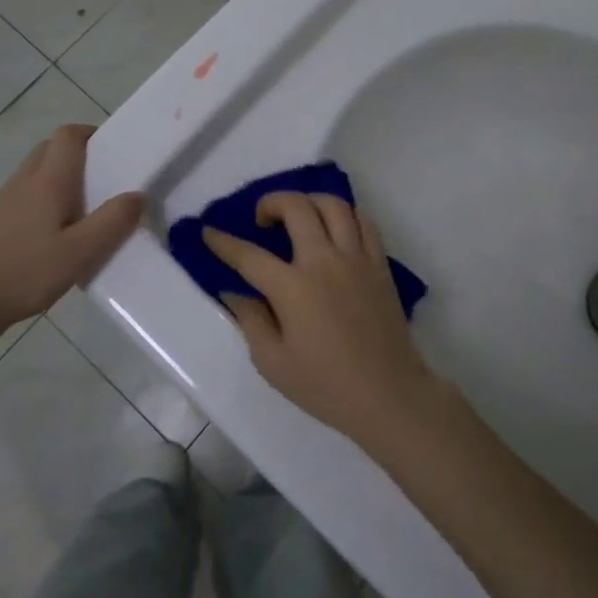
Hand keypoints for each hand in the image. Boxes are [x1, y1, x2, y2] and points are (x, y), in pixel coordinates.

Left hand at [0, 124, 144, 333]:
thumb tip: (139, 195)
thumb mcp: (80, 252)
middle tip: (104, 181)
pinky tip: (55, 235)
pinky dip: (45, 200)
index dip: (92, 134)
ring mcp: (4, 201)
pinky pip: (26, 196)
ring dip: (61, 178)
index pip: (69, 136)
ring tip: (85, 211)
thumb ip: (112, 222)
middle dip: (79, 155)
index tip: (114, 152)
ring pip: (37, 172)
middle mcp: (24, 181)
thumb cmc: (25, 272)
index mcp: (48, 180)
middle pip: (51, 148)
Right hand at [203, 193, 437, 452]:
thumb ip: (250, 320)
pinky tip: (334, 226)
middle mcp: (324, 261)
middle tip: (261, 220)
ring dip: (309, 201)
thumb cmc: (325, 385)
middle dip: (270, 203)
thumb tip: (233, 292)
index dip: (224, 242)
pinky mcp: (380, 265)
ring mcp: (356, 258)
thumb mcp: (273, 363)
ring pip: (333, 205)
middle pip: (296, 208)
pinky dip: (345, 214)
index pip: (249, 255)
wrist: (389, 395)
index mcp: (292, 287)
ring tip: (298, 216)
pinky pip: (364, 222)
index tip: (209, 232)